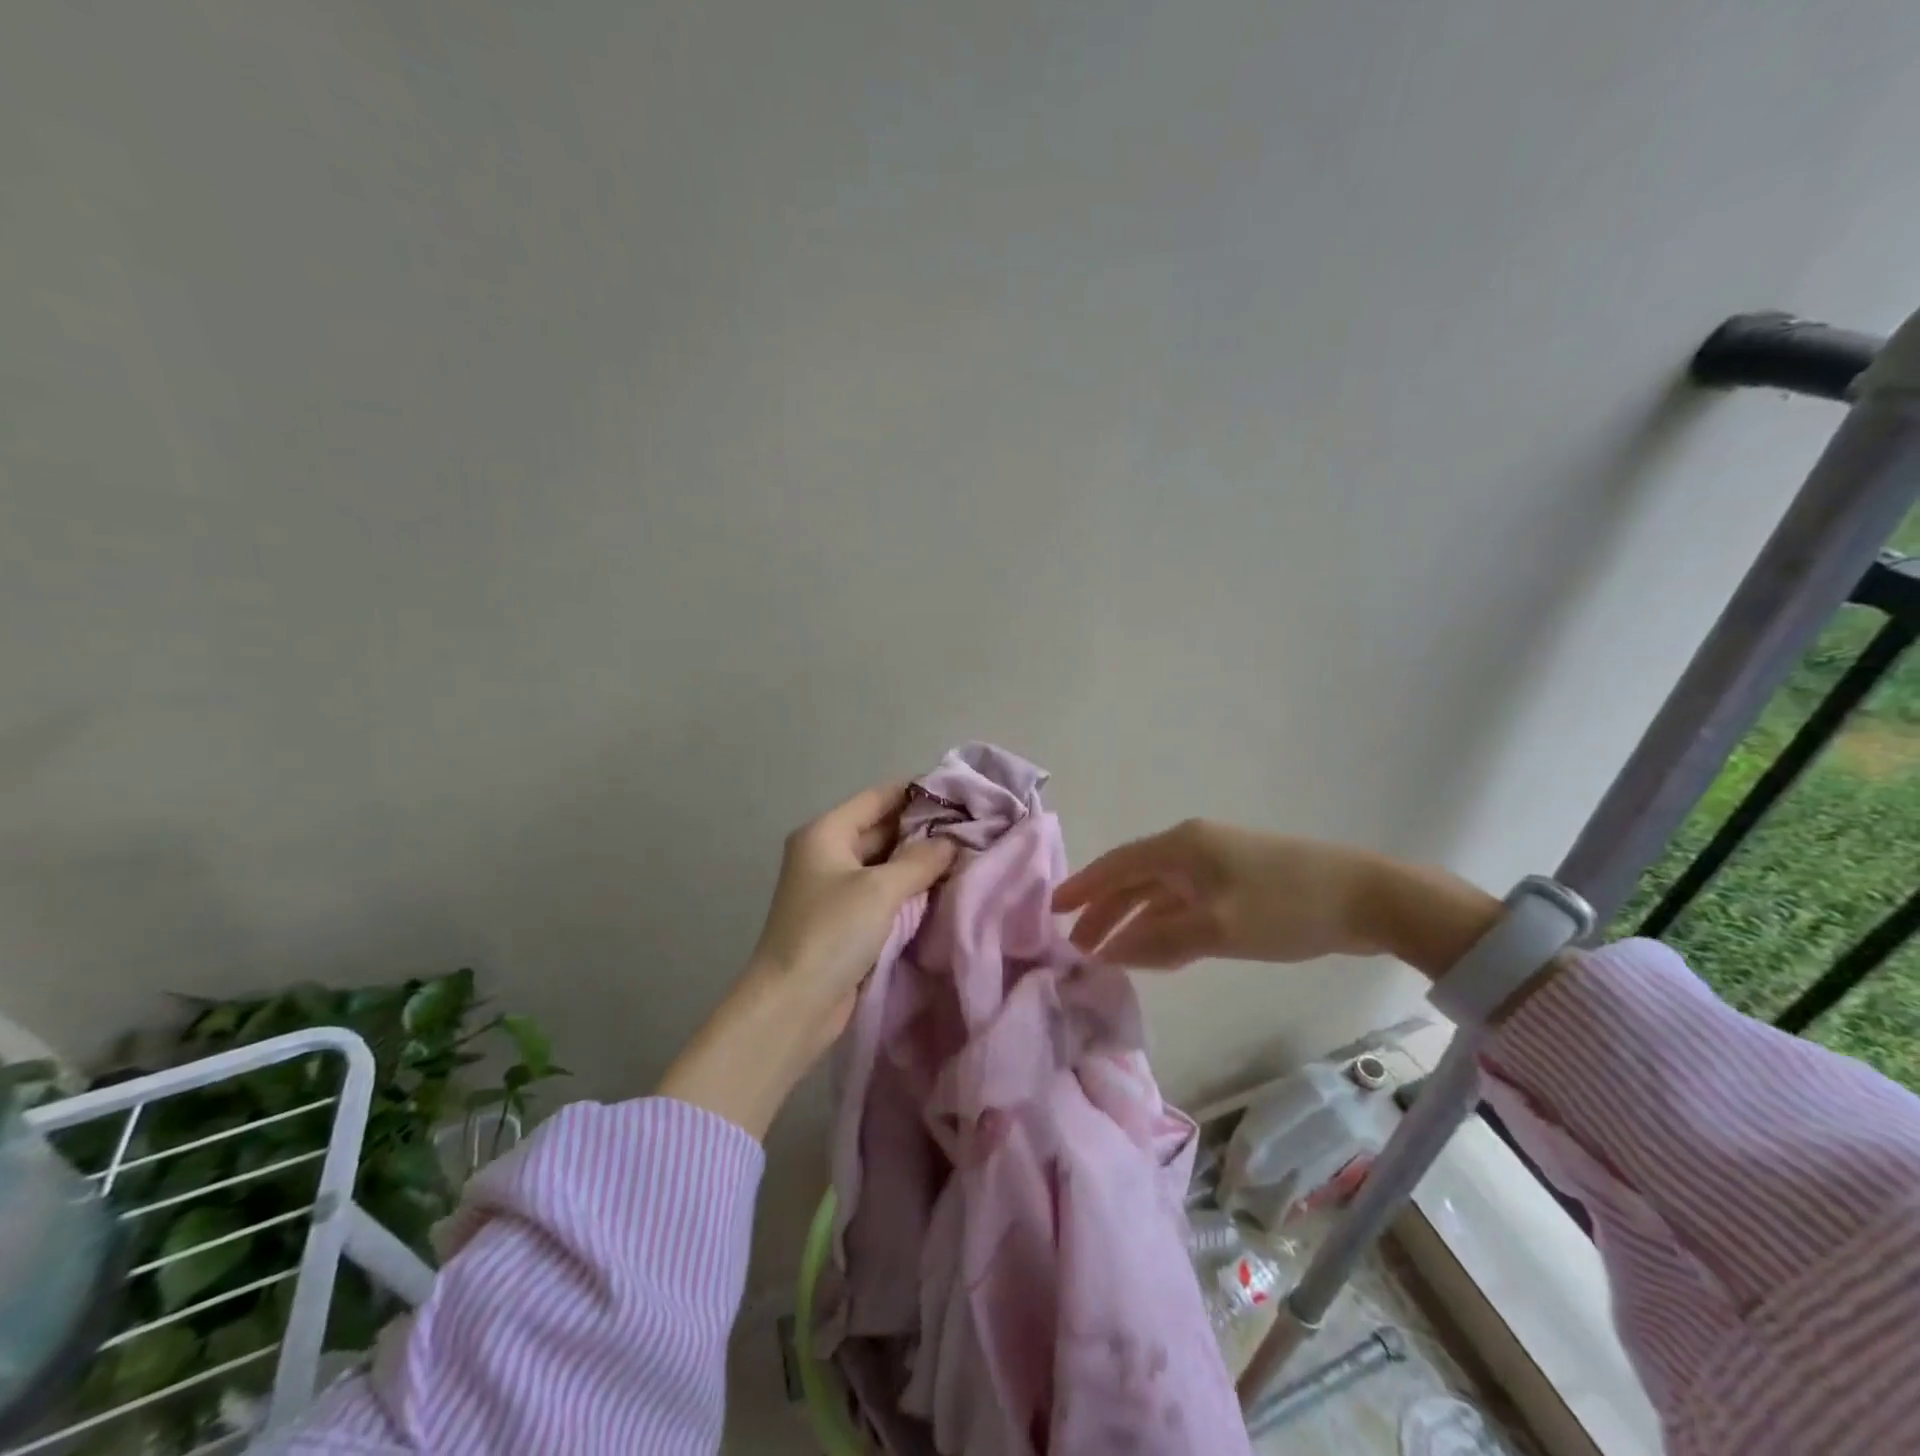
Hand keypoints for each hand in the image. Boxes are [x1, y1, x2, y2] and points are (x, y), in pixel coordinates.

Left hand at [747, 782, 958, 1038]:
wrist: (793, 1005)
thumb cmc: (832, 933)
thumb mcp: (880, 889)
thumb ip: (920, 860)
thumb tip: (952, 842)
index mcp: (826, 832)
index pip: (879, 796)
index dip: (918, 792)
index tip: (962, 794)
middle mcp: (828, 853)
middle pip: (882, 828)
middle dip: (924, 829)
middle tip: (973, 829)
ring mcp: (836, 888)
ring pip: (886, 863)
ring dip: (920, 862)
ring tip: (968, 856)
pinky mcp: (845, 920)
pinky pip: (884, 893)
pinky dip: (910, 890)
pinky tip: (944, 890)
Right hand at [1054, 820, 1385, 968]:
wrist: (1366, 898)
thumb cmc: (1285, 905)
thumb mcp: (1218, 927)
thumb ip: (1160, 941)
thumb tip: (1110, 952)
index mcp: (1182, 847)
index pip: (1117, 865)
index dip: (1083, 887)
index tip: (1053, 911)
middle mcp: (1192, 850)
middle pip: (1135, 880)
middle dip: (1104, 911)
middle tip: (1077, 945)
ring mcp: (1216, 867)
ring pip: (1160, 895)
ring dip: (1134, 922)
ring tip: (1108, 954)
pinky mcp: (1237, 886)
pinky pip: (1186, 905)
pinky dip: (1165, 927)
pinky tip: (1156, 952)